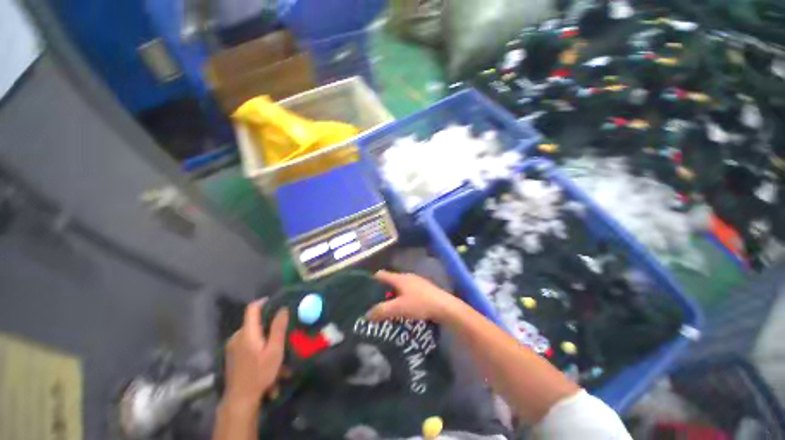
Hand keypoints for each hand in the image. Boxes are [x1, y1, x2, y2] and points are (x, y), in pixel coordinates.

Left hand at [223, 299, 288, 409]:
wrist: (240, 399)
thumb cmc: (260, 373)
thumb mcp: (275, 350)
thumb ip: (278, 328)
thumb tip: (283, 308)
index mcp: (247, 332)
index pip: (252, 308)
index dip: (263, 301)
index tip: (276, 301)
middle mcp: (236, 336)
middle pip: (252, 320)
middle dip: (267, 321)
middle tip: (280, 327)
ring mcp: (231, 345)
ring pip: (249, 331)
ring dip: (262, 333)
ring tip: (274, 344)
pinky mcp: (231, 354)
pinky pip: (245, 340)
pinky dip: (255, 341)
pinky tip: (263, 353)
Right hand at [368, 270, 460, 321]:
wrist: (445, 307)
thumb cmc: (420, 304)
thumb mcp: (398, 308)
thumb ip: (381, 311)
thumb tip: (366, 314)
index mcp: (399, 278)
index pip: (381, 274)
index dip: (371, 280)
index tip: (363, 291)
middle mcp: (407, 277)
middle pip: (390, 281)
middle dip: (381, 291)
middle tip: (374, 303)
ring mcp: (416, 282)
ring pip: (399, 287)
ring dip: (392, 295)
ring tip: (387, 308)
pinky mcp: (423, 289)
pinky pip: (407, 291)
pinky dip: (402, 298)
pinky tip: (402, 309)